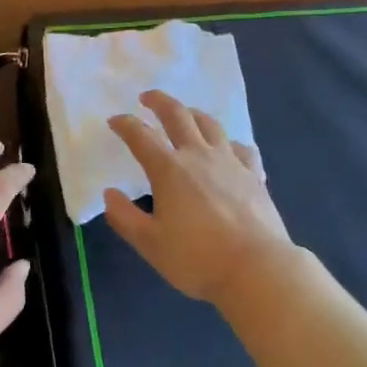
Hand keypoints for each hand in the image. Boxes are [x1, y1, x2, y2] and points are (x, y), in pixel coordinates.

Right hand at [104, 91, 292, 304]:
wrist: (256, 268)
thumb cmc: (197, 258)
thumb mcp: (150, 244)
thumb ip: (125, 218)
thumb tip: (109, 194)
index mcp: (169, 170)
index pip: (141, 137)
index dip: (125, 124)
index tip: (114, 120)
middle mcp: (199, 156)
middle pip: (178, 116)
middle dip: (160, 102)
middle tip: (147, 97)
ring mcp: (231, 162)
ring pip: (211, 125)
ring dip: (193, 114)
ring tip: (186, 114)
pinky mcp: (254, 175)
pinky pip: (242, 148)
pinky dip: (229, 143)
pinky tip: (228, 149)